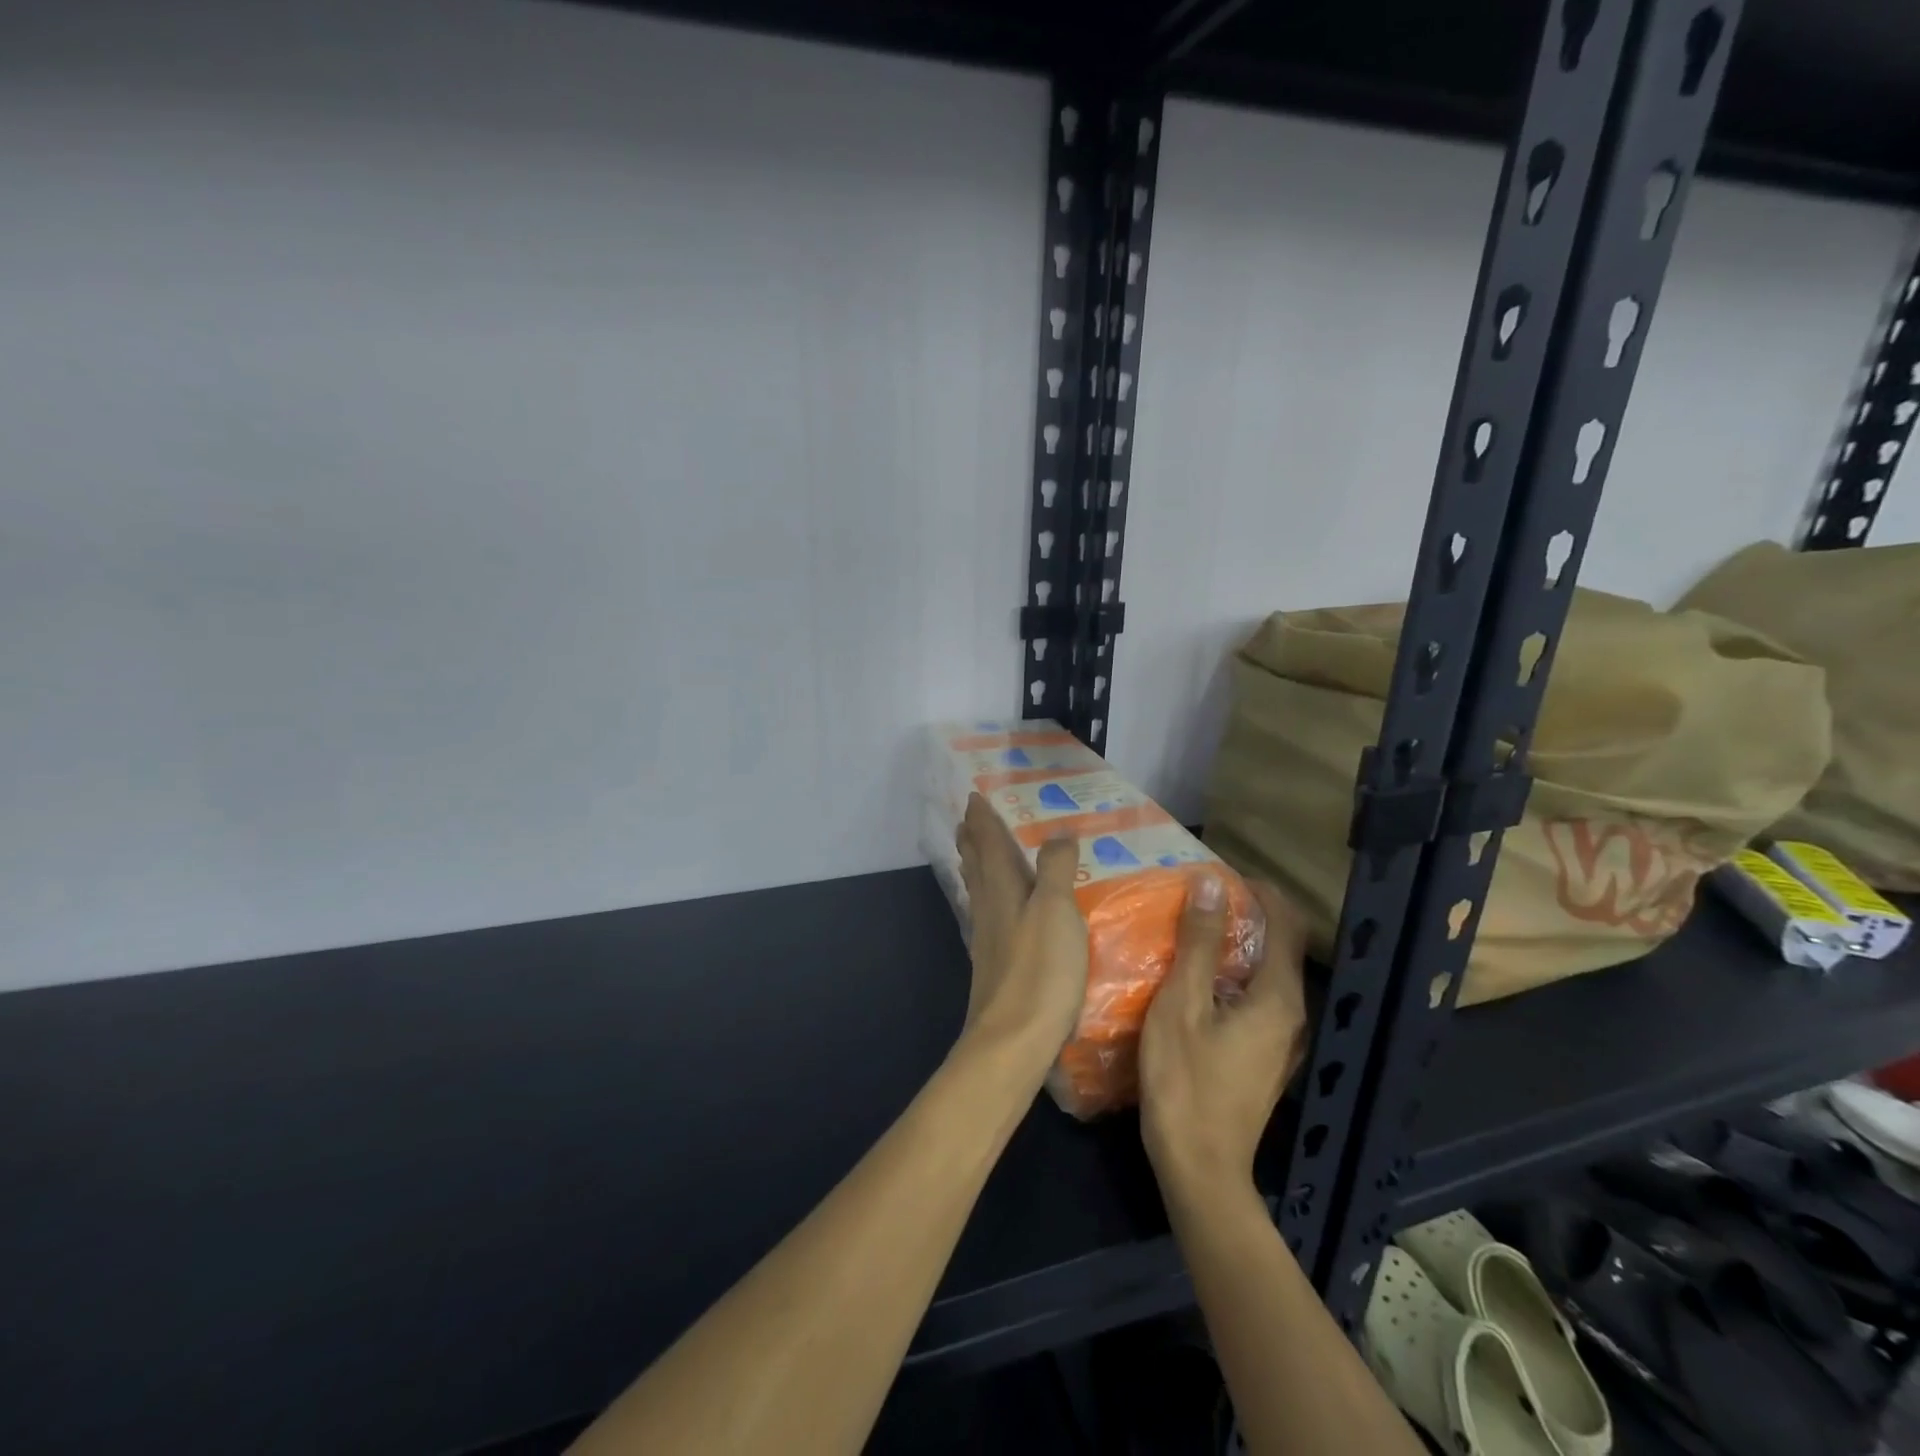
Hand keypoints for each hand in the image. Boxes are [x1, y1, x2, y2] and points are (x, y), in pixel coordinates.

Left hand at [955, 793, 1087, 1064]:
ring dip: (975, 865)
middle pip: (976, 864)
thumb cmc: (1039, 970)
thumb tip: (1058, 832)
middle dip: (972, 839)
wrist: (1013, 1041)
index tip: (973, 796)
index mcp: (1002, 889)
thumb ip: (1055, 869)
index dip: (982, 819)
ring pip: (979, 890)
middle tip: (966, 819)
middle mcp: (989, 908)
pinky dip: (988, 898)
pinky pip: (988, 915)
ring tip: (973, 853)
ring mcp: (988, 939)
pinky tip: (995, 910)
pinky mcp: (995, 965)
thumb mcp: (1056, 911)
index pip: (988, 843)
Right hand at [1139, 875, 1309, 1196]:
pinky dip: (1234, 976)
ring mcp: (1283, 1040)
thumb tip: (1210, 883)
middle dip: (1244, 914)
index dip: (1257, 890)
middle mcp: (1293, 1014)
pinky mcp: (1267, 1058)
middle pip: (1279, 946)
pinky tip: (1196, 982)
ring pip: (1267, 974)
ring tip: (1190, 933)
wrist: (1199, 1166)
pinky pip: (1257, 999)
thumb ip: (1198, 941)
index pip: (1284, 922)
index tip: (1216, 875)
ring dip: (1236, 946)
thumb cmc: (1185, 1080)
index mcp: (1278, 996)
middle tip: (1195, 900)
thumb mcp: (1181, 1002)